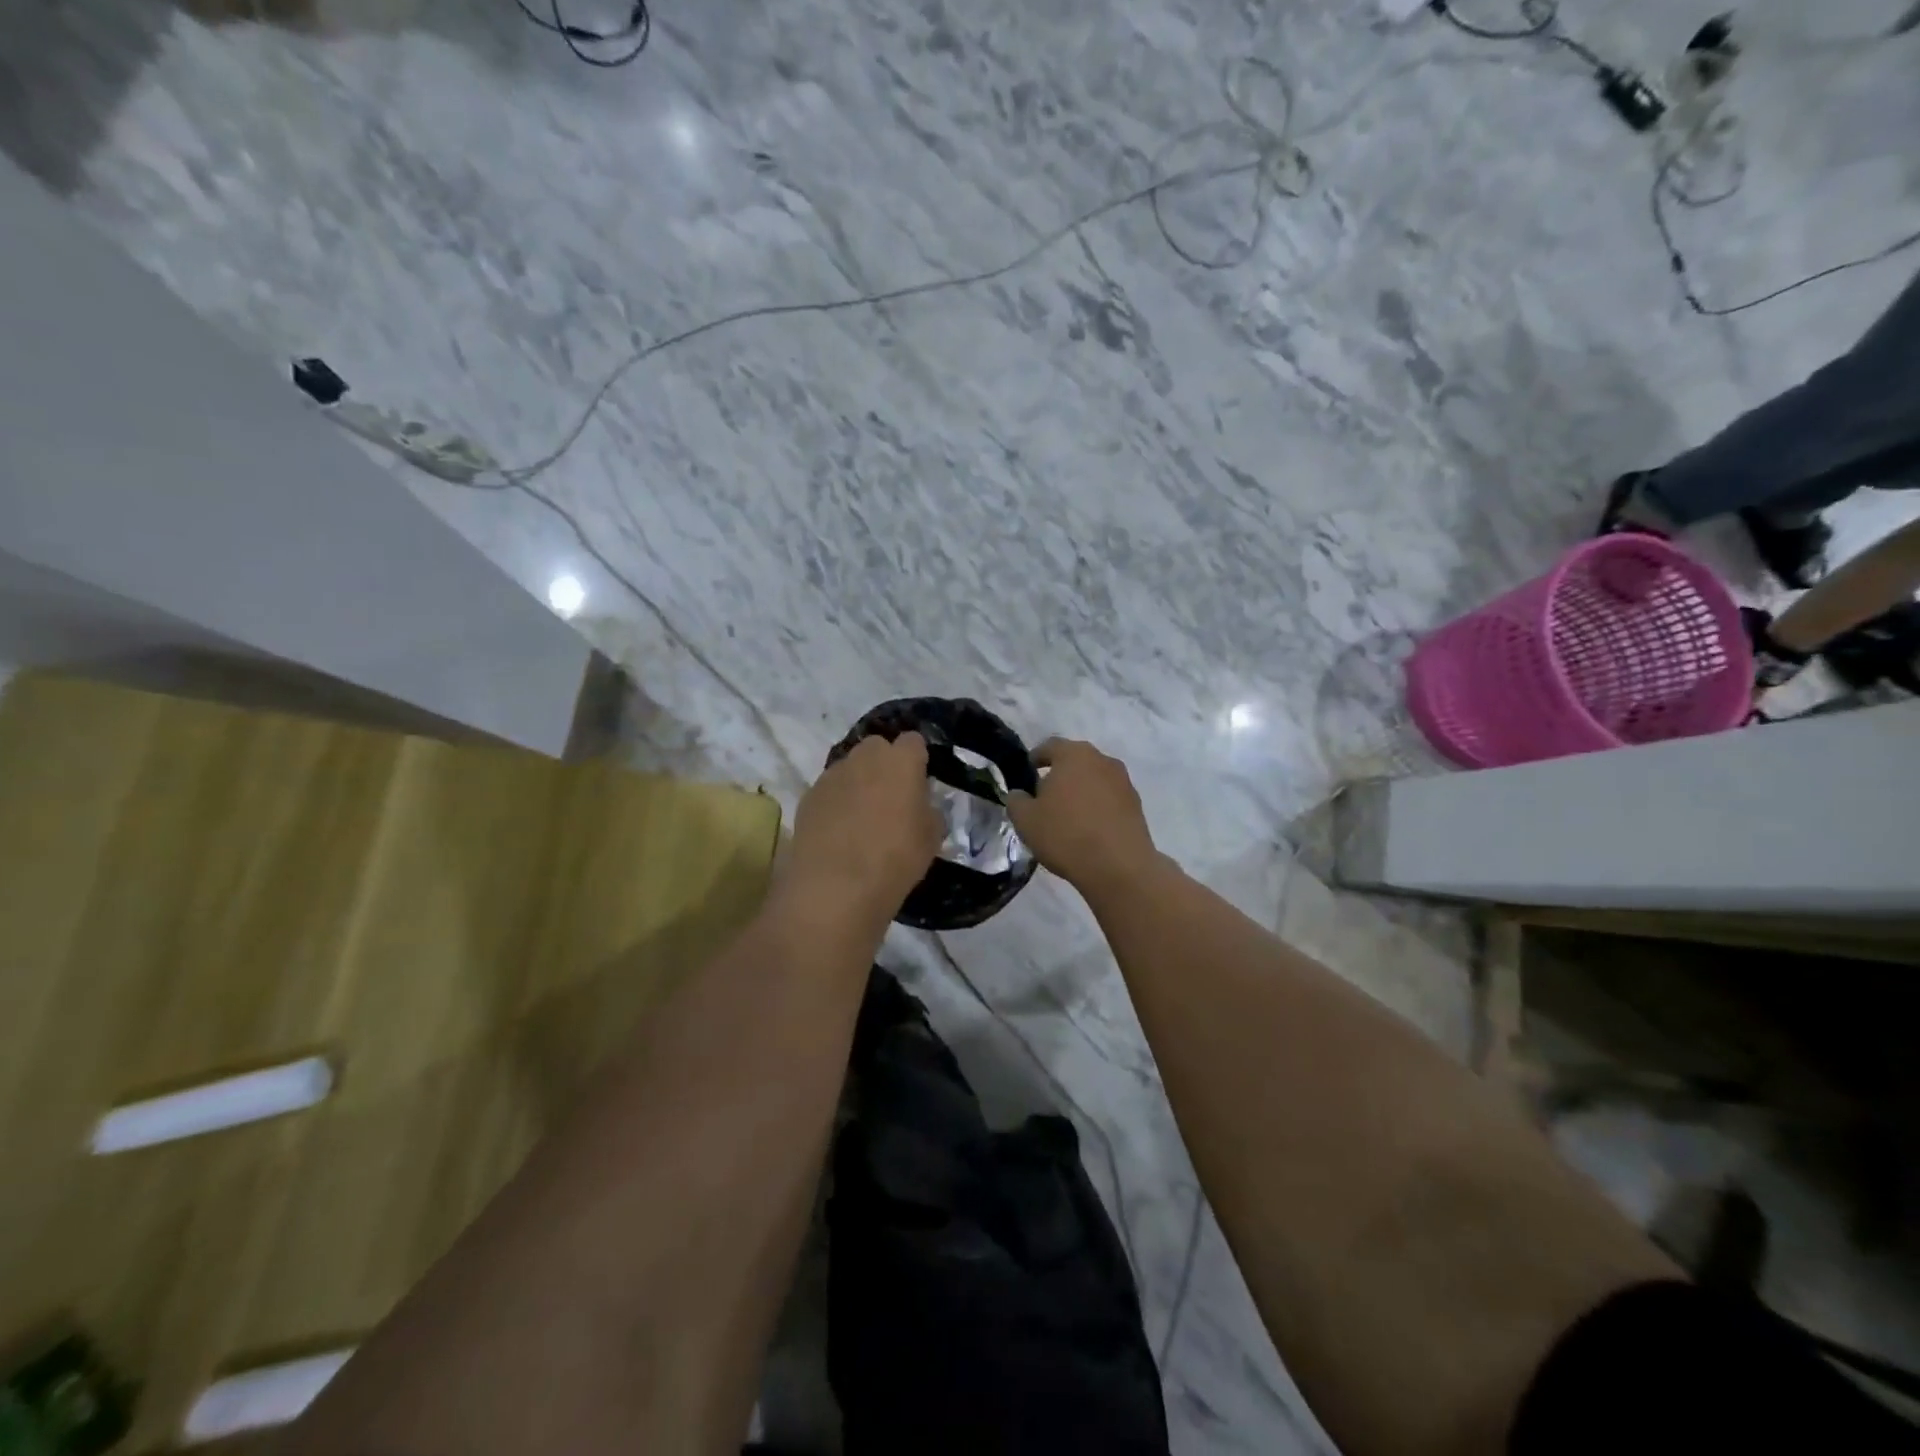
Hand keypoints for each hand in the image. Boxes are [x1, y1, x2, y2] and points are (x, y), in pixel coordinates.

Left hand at [785, 732, 941, 920]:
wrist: (836, 886)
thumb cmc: (895, 859)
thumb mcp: (931, 838)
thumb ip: (928, 811)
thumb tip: (919, 805)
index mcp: (901, 761)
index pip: (913, 742)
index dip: (916, 759)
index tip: (919, 782)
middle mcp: (864, 758)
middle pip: (877, 747)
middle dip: (884, 764)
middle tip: (891, 798)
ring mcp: (832, 775)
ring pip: (849, 767)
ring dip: (858, 783)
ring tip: (861, 818)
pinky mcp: (808, 796)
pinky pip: (828, 790)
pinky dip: (835, 802)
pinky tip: (838, 832)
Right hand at [1006, 738, 1160, 895]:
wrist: (1118, 866)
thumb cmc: (1065, 835)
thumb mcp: (1025, 820)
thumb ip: (1016, 800)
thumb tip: (1019, 794)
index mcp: (1073, 755)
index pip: (1050, 746)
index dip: (1036, 757)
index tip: (1028, 770)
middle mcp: (1102, 760)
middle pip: (1075, 760)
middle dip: (1060, 774)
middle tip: (1045, 795)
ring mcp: (1123, 781)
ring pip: (1094, 778)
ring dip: (1081, 790)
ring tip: (1068, 814)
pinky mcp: (1136, 804)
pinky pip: (1110, 798)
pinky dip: (1098, 805)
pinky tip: (1089, 827)